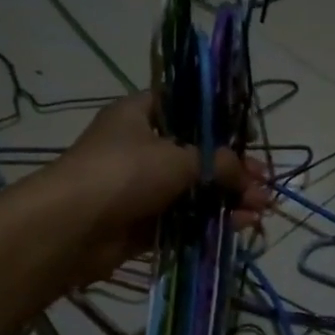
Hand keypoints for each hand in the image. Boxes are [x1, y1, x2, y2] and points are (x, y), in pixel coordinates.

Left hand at [45, 91, 271, 285]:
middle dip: (233, 170)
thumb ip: (220, 163)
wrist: (70, 228)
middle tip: (264, 184)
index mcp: (140, 114)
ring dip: (228, 198)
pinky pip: (184, 219)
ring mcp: (141, 187)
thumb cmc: (123, 174)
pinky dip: (211, 221)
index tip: (250, 136)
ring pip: (193, 189)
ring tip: (261, 209)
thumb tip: (250, 177)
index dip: (220, 119)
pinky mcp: (142, 222)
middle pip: (197, 153)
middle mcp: (141, 147)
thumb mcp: (179, 158)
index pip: (186, 106)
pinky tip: (240, 225)